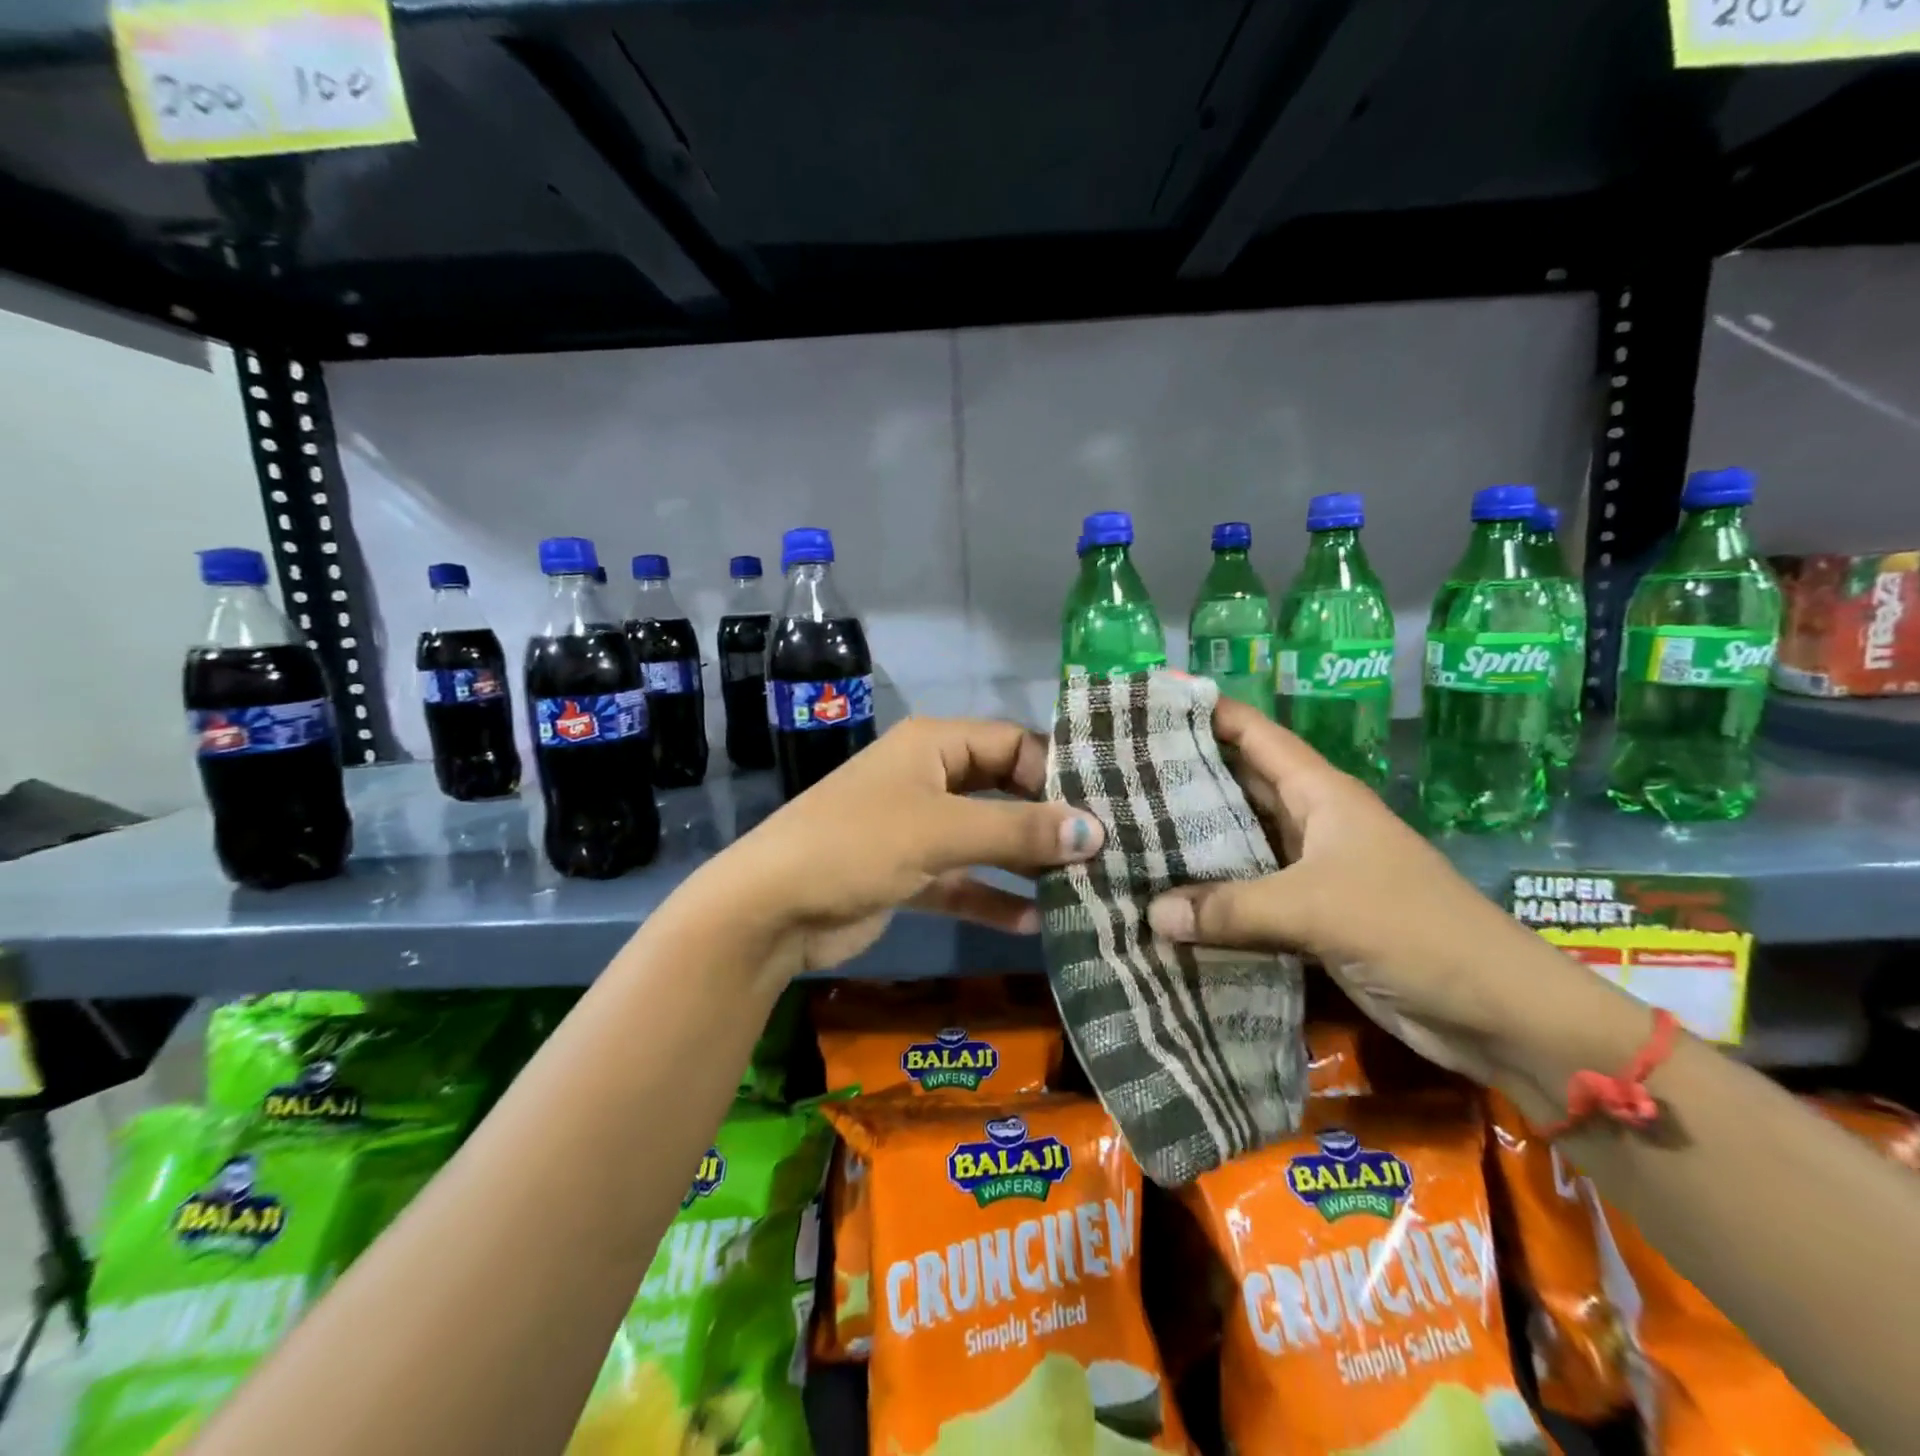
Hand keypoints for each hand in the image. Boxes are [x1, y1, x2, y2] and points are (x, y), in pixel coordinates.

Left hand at [691, 717, 1104, 976]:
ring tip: (1085, 885)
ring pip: (987, 839)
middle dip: (1048, 819)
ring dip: (1027, 862)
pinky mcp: (909, 874)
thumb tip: (1095, 831)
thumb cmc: (856, 845)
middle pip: (1003, 790)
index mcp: (933, 745)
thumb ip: (1018, 831)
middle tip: (1107, 847)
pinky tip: (1037, 922)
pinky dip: (994, 899)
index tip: (1106, 807)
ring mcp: (918, 828)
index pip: (1012, 743)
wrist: (770, 909)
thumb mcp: (941, 831)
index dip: (1057, 770)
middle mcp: (929, 778)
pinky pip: (964, 882)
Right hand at [1143, 698, 1596, 1088]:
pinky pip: (1245, 893)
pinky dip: (1209, 894)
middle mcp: (1310, 821)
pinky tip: (1164, 897)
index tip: (1143, 703)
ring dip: (1190, 839)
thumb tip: (1151, 914)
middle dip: (1181, 774)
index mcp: (1320, 793)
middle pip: (1236, 783)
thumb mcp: (1319, 909)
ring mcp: (1308, 870)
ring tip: (1124, 830)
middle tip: (1113, 771)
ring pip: (1237, 840)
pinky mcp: (1307, 916)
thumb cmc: (1415, 931)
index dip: (1203, 710)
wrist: (1497, 1013)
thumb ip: (1231, 908)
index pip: (1252, 733)